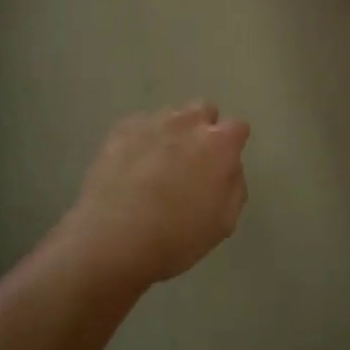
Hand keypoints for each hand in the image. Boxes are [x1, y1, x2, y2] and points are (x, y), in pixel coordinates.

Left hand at [62, 104, 251, 288]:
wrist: (111, 239)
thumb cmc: (175, 238)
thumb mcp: (223, 224)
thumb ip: (234, 187)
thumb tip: (229, 168)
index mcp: (218, 144)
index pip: (237, 127)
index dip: (232, 146)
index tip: (222, 166)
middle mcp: (188, 123)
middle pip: (204, 110)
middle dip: (203, 129)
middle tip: (193, 162)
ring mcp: (152, 122)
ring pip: (171, 116)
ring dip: (172, 133)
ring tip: (158, 165)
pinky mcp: (121, 129)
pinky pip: (140, 126)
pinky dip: (142, 140)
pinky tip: (131, 167)